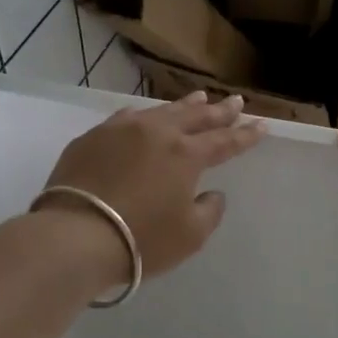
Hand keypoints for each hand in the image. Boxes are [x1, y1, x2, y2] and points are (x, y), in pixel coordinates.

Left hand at [37, 91, 264, 284]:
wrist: (76, 235)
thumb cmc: (141, 239)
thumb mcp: (189, 235)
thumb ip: (209, 211)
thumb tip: (211, 193)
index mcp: (186, 155)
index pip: (224, 141)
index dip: (245, 135)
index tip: (261, 125)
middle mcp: (157, 133)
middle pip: (195, 117)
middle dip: (219, 111)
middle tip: (235, 102)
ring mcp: (121, 130)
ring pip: (161, 111)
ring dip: (184, 105)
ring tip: (199, 97)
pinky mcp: (92, 137)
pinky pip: (127, 118)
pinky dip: (146, 115)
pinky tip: (145, 115)